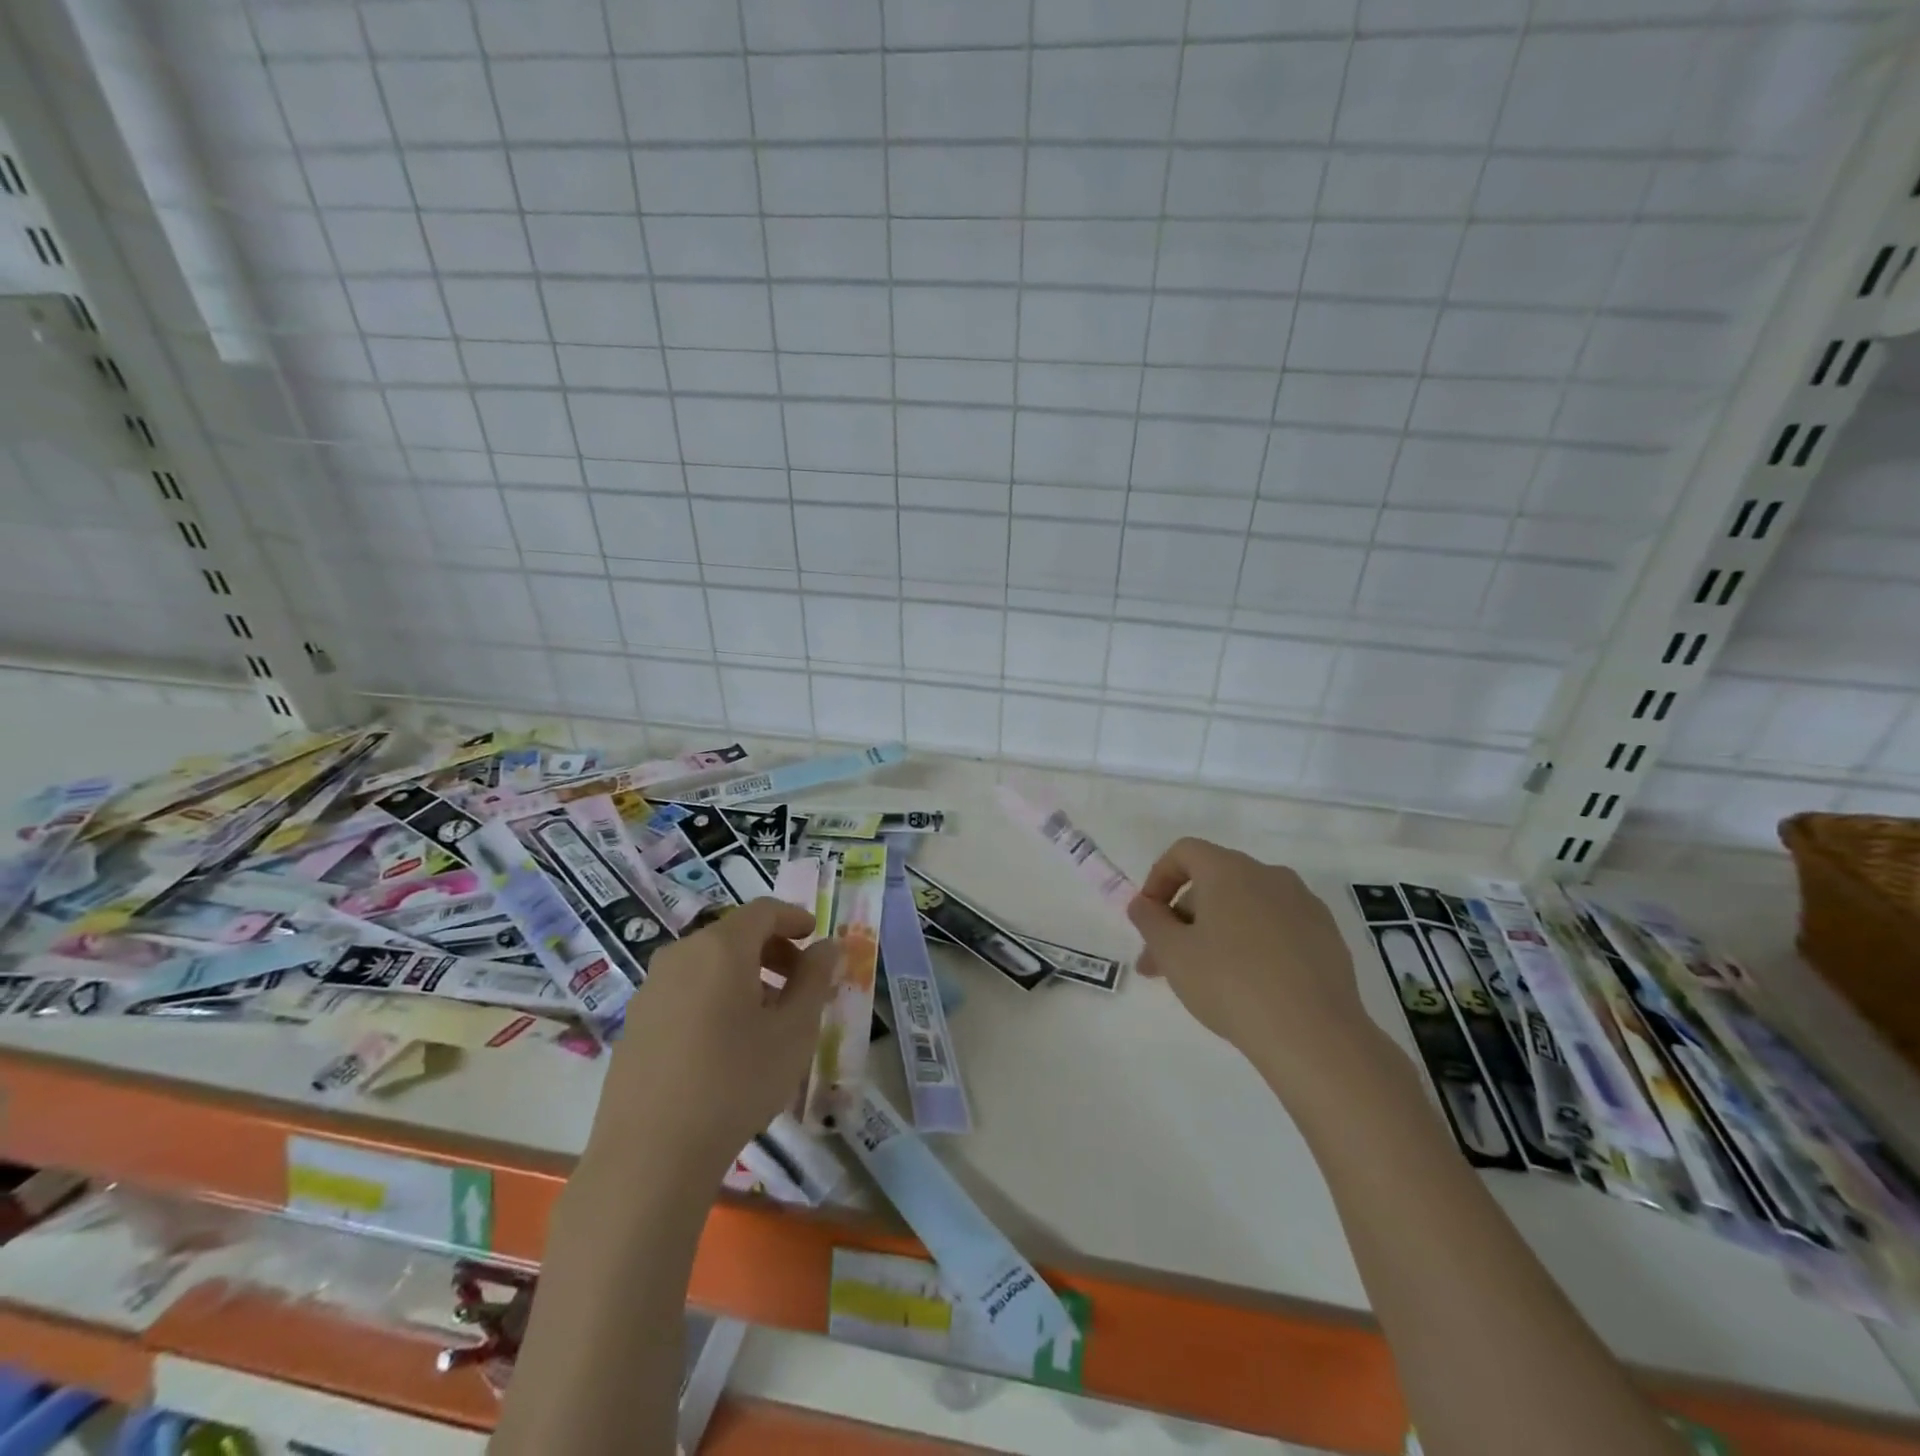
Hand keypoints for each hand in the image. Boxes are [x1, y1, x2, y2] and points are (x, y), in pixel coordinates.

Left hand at [591, 898, 839, 1179]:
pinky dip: (714, 997)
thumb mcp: (794, 1030)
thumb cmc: (735, 1081)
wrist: (650, 1155)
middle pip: (734, 935)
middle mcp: (681, 955)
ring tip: (767, 1018)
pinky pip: (684, 991)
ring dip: (744, 976)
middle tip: (800, 982)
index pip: (763, 911)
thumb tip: (828, 946)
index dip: (794, 918)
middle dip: (773, 950)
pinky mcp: (635, 1023)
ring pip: (708, 964)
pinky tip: (726, 1043)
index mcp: (721, 947)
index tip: (816, 938)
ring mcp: (651, 989)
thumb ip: (815, 979)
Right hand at [1126, 838, 1376, 1089]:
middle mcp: (1269, 875)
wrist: (1314, 1034)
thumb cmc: (1230, 983)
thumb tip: (1142, 904)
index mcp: (1229, 870)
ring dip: (1215, 931)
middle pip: (1213, 881)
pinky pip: (1276, 926)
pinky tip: (1248, 983)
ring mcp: (1303, 904)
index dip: (1158, 878)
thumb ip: (1149, 920)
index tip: (1148, 917)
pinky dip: (1253, 942)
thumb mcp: (1172, 953)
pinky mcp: (1326, 935)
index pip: (1184, 852)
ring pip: (1245, 906)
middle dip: (1182, 917)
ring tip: (1202, 977)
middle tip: (1163, 962)